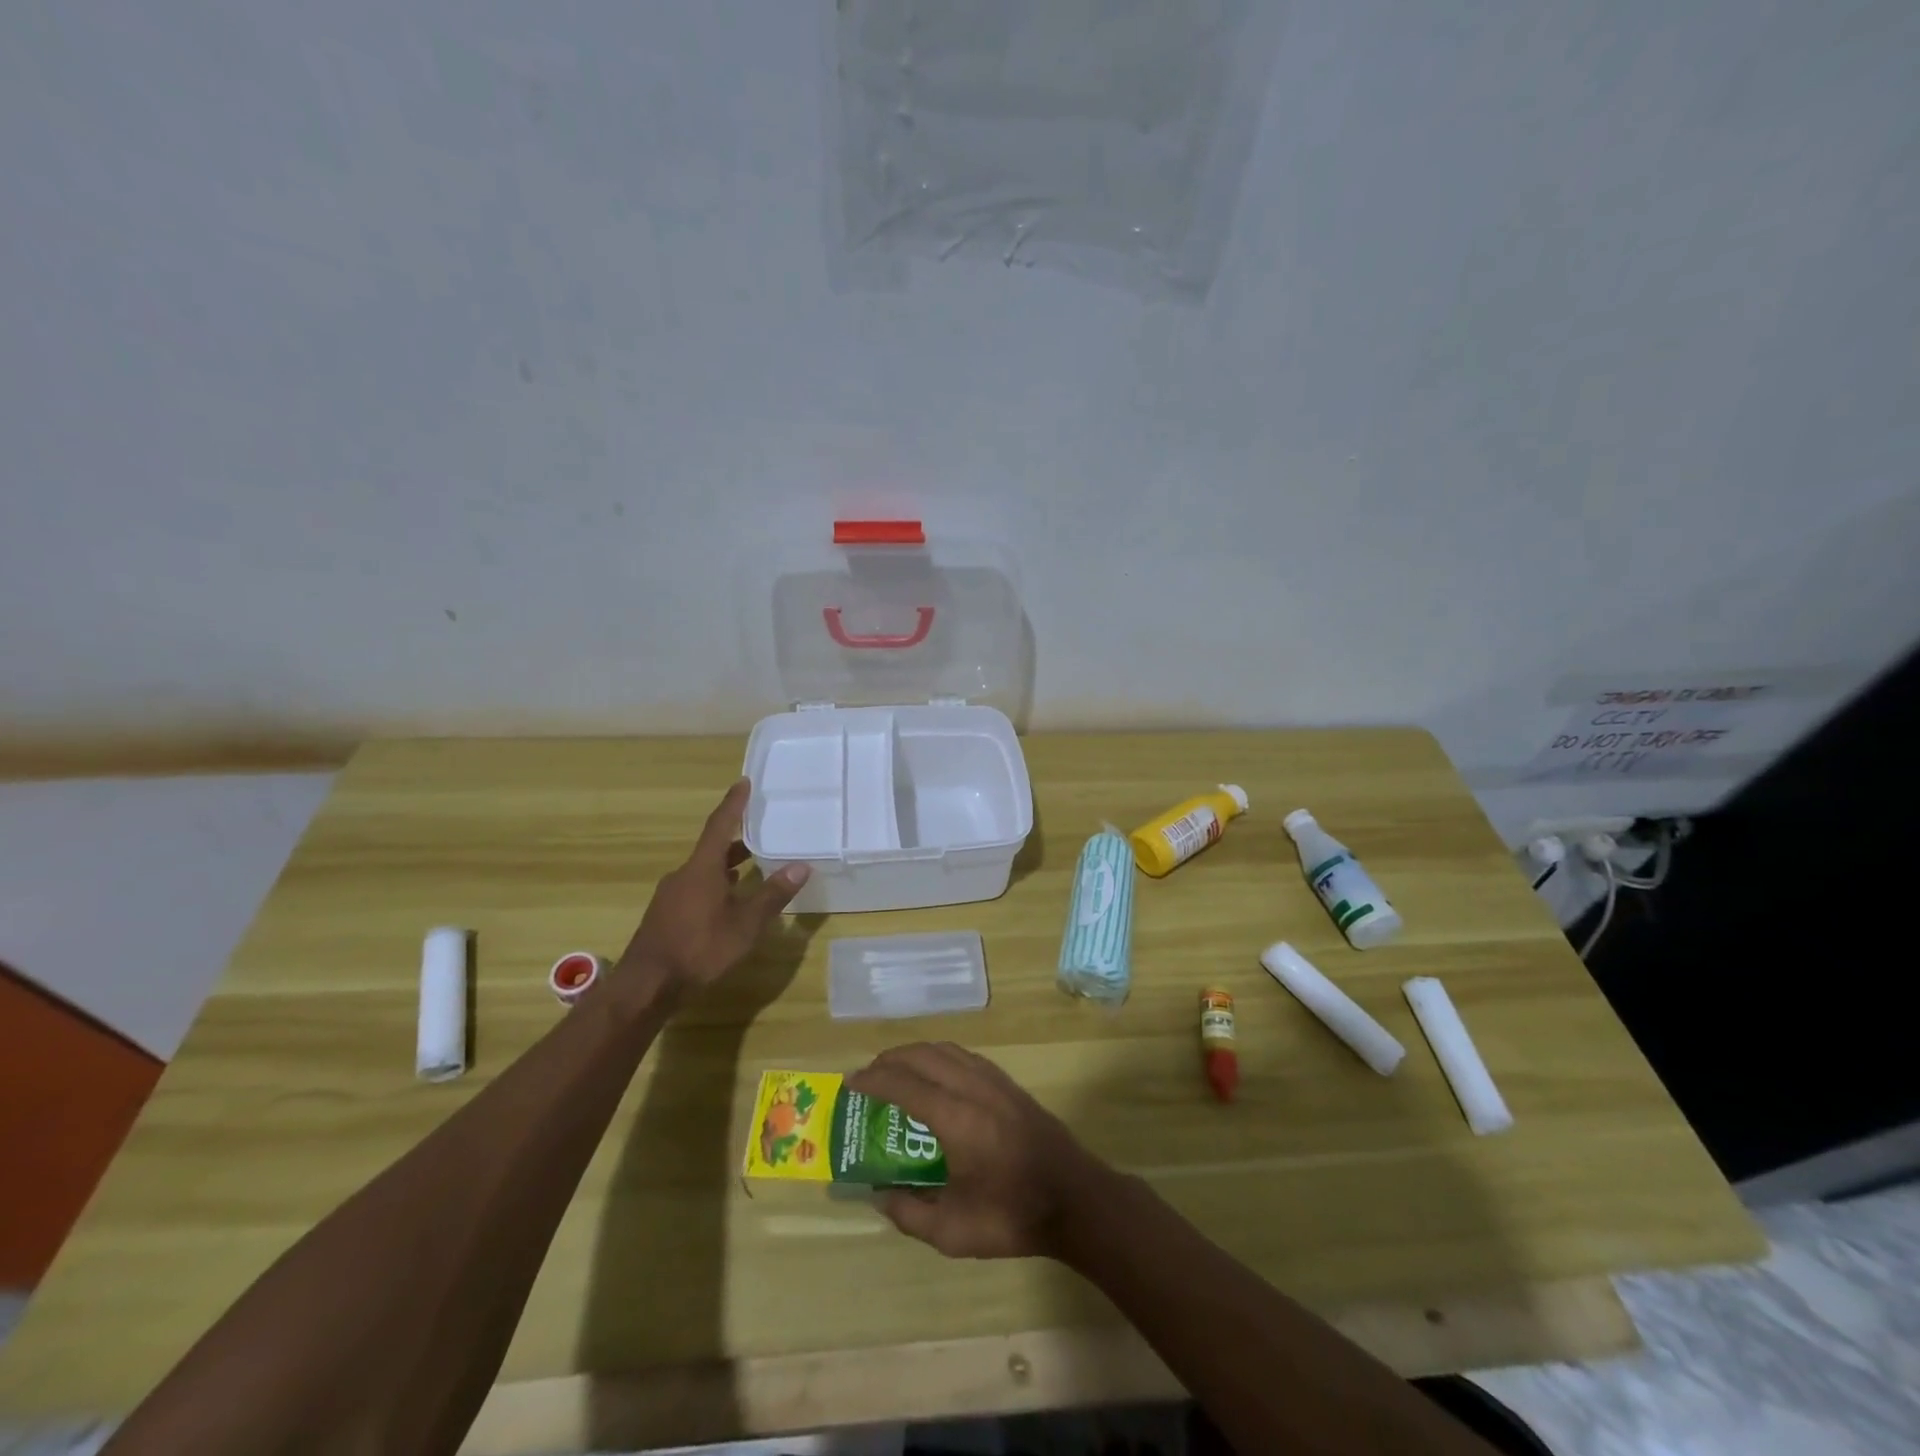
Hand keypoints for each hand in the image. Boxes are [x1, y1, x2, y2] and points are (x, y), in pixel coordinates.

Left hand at [620, 779, 809, 992]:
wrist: (646, 986)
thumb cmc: (699, 949)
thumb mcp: (744, 925)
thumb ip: (772, 895)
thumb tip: (801, 866)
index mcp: (702, 869)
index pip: (720, 826)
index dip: (733, 804)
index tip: (743, 782)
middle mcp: (684, 875)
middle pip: (712, 848)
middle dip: (735, 839)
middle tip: (759, 831)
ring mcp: (671, 896)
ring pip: (703, 871)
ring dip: (726, 865)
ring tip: (750, 866)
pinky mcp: (666, 916)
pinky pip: (695, 888)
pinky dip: (715, 885)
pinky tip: (727, 901)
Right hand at [848, 1042, 1110, 1259]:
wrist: (1075, 1198)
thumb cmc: (1012, 1216)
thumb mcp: (952, 1231)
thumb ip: (909, 1213)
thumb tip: (879, 1194)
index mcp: (956, 1119)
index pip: (905, 1085)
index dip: (874, 1080)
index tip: (851, 1082)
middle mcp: (973, 1088)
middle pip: (924, 1055)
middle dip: (891, 1059)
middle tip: (868, 1075)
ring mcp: (995, 1081)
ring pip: (946, 1049)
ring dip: (916, 1053)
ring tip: (896, 1070)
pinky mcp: (1009, 1084)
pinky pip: (965, 1056)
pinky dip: (940, 1055)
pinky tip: (935, 1074)